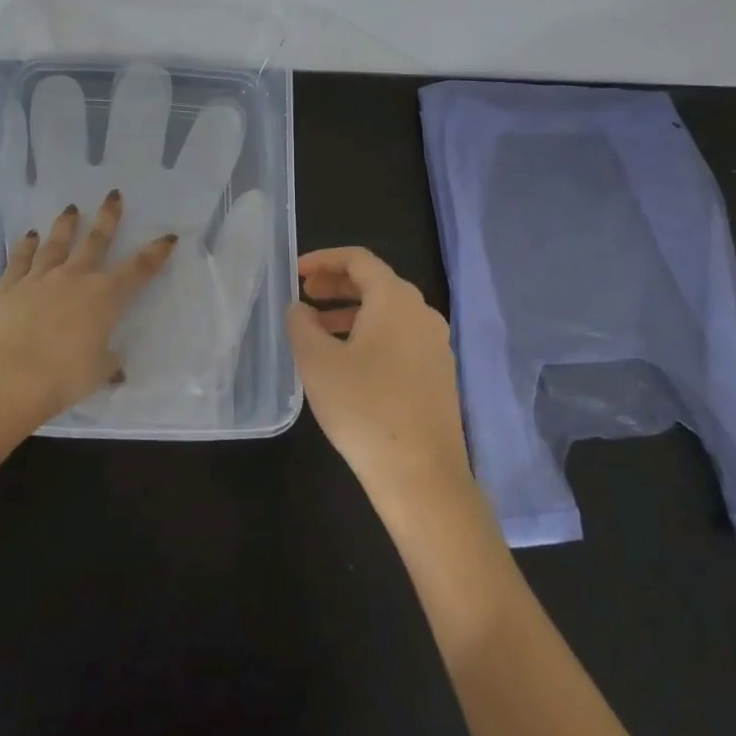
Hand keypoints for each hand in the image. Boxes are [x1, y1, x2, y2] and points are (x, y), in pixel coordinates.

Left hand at [0, 190, 176, 428]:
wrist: (9, 376)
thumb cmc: (64, 376)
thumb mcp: (98, 372)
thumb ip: (108, 363)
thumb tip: (116, 367)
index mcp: (105, 297)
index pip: (138, 269)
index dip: (155, 253)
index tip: (167, 237)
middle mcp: (75, 277)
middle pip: (96, 241)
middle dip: (108, 218)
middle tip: (113, 195)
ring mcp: (40, 277)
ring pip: (56, 243)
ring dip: (66, 225)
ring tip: (71, 209)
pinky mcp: (9, 285)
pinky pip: (20, 259)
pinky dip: (25, 246)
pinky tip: (29, 236)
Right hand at [286, 247, 469, 503]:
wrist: (421, 475)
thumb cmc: (363, 408)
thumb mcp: (317, 362)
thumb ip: (302, 324)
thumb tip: (301, 309)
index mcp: (395, 299)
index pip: (359, 259)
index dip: (324, 259)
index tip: (296, 272)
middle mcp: (421, 313)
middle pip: (376, 283)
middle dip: (336, 284)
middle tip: (304, 295)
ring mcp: (435, 345)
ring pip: (388, 312)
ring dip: (351, 312)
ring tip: (318, 329)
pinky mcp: (438, 374)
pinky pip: (399, 337)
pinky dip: (370, 334)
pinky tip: (347, 361)